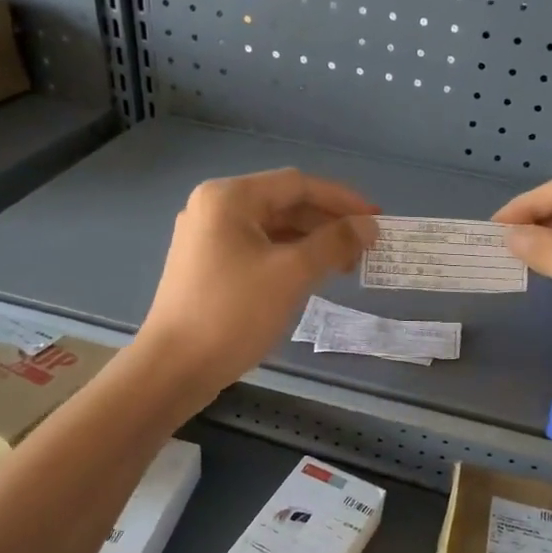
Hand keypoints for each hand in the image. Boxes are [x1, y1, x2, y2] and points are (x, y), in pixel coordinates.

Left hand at [137, 168, 378, 395]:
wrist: (174, 368)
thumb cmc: (233, 313)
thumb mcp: (291, 274)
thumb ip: (334, 243)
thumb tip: (369, 226)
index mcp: (229, 198)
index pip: (298, 184)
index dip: (342, 200)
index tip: (377, 220)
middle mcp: (215, 208)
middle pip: (284, 203)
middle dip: (327, 223)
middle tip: (364, 247)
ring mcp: (207, 238)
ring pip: (272, 229)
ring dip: (310, 242)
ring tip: (344, 266)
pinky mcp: (208, 265)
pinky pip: (258, 249)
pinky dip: (288, 258)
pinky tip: (311, 276)